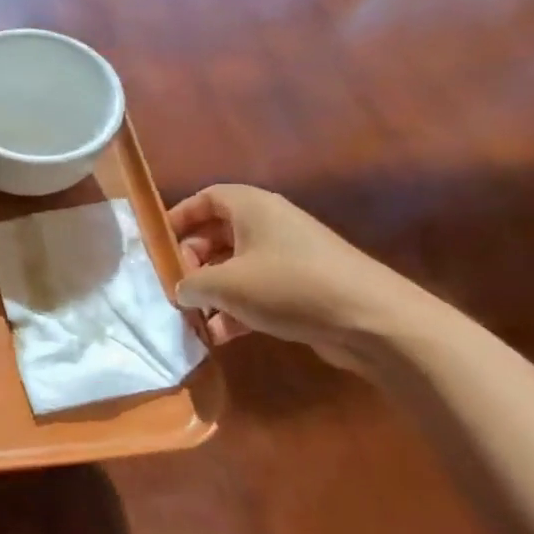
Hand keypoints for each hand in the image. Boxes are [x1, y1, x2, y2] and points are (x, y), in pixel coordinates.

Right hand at [168, 184, 428, 368]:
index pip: (205, 198)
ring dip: (213, 290)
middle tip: (178, 286)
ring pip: (237, 265)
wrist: (374, 322)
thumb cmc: (288, 287)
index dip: (179, 217)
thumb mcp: (225, 285)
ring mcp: (290, 255)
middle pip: (218, 233)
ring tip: (195, 317)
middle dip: (193, 261)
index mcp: (252, 207)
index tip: (159, 244)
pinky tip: (222, 335)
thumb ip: (191, 283)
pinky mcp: (305, 286)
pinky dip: (238, 307)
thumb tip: (180, 289)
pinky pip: (259, 289)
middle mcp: (271, 224)